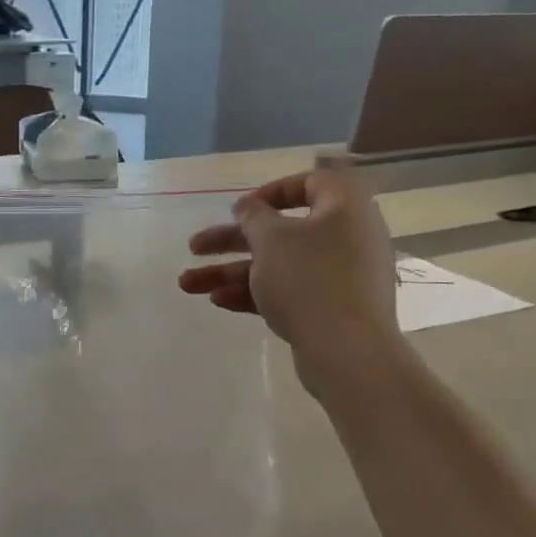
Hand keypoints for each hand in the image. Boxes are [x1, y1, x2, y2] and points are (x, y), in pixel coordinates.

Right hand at [178, 169, 404, 393]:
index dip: (272, 192)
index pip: (312, 184)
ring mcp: (340, 278)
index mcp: (344, 208)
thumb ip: (254, 217)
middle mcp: (347, 238)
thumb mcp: (271, 238)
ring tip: (187, 284)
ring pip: (278, 266)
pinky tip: (218, 301)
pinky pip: (289, 292)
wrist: (348, 352)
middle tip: (194, 247)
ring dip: (232, 272)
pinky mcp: (332, 311)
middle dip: (231, 241)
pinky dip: (255, 293)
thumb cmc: (309, 279)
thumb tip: (249, 206)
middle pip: (281, 232)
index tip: (241, 208)